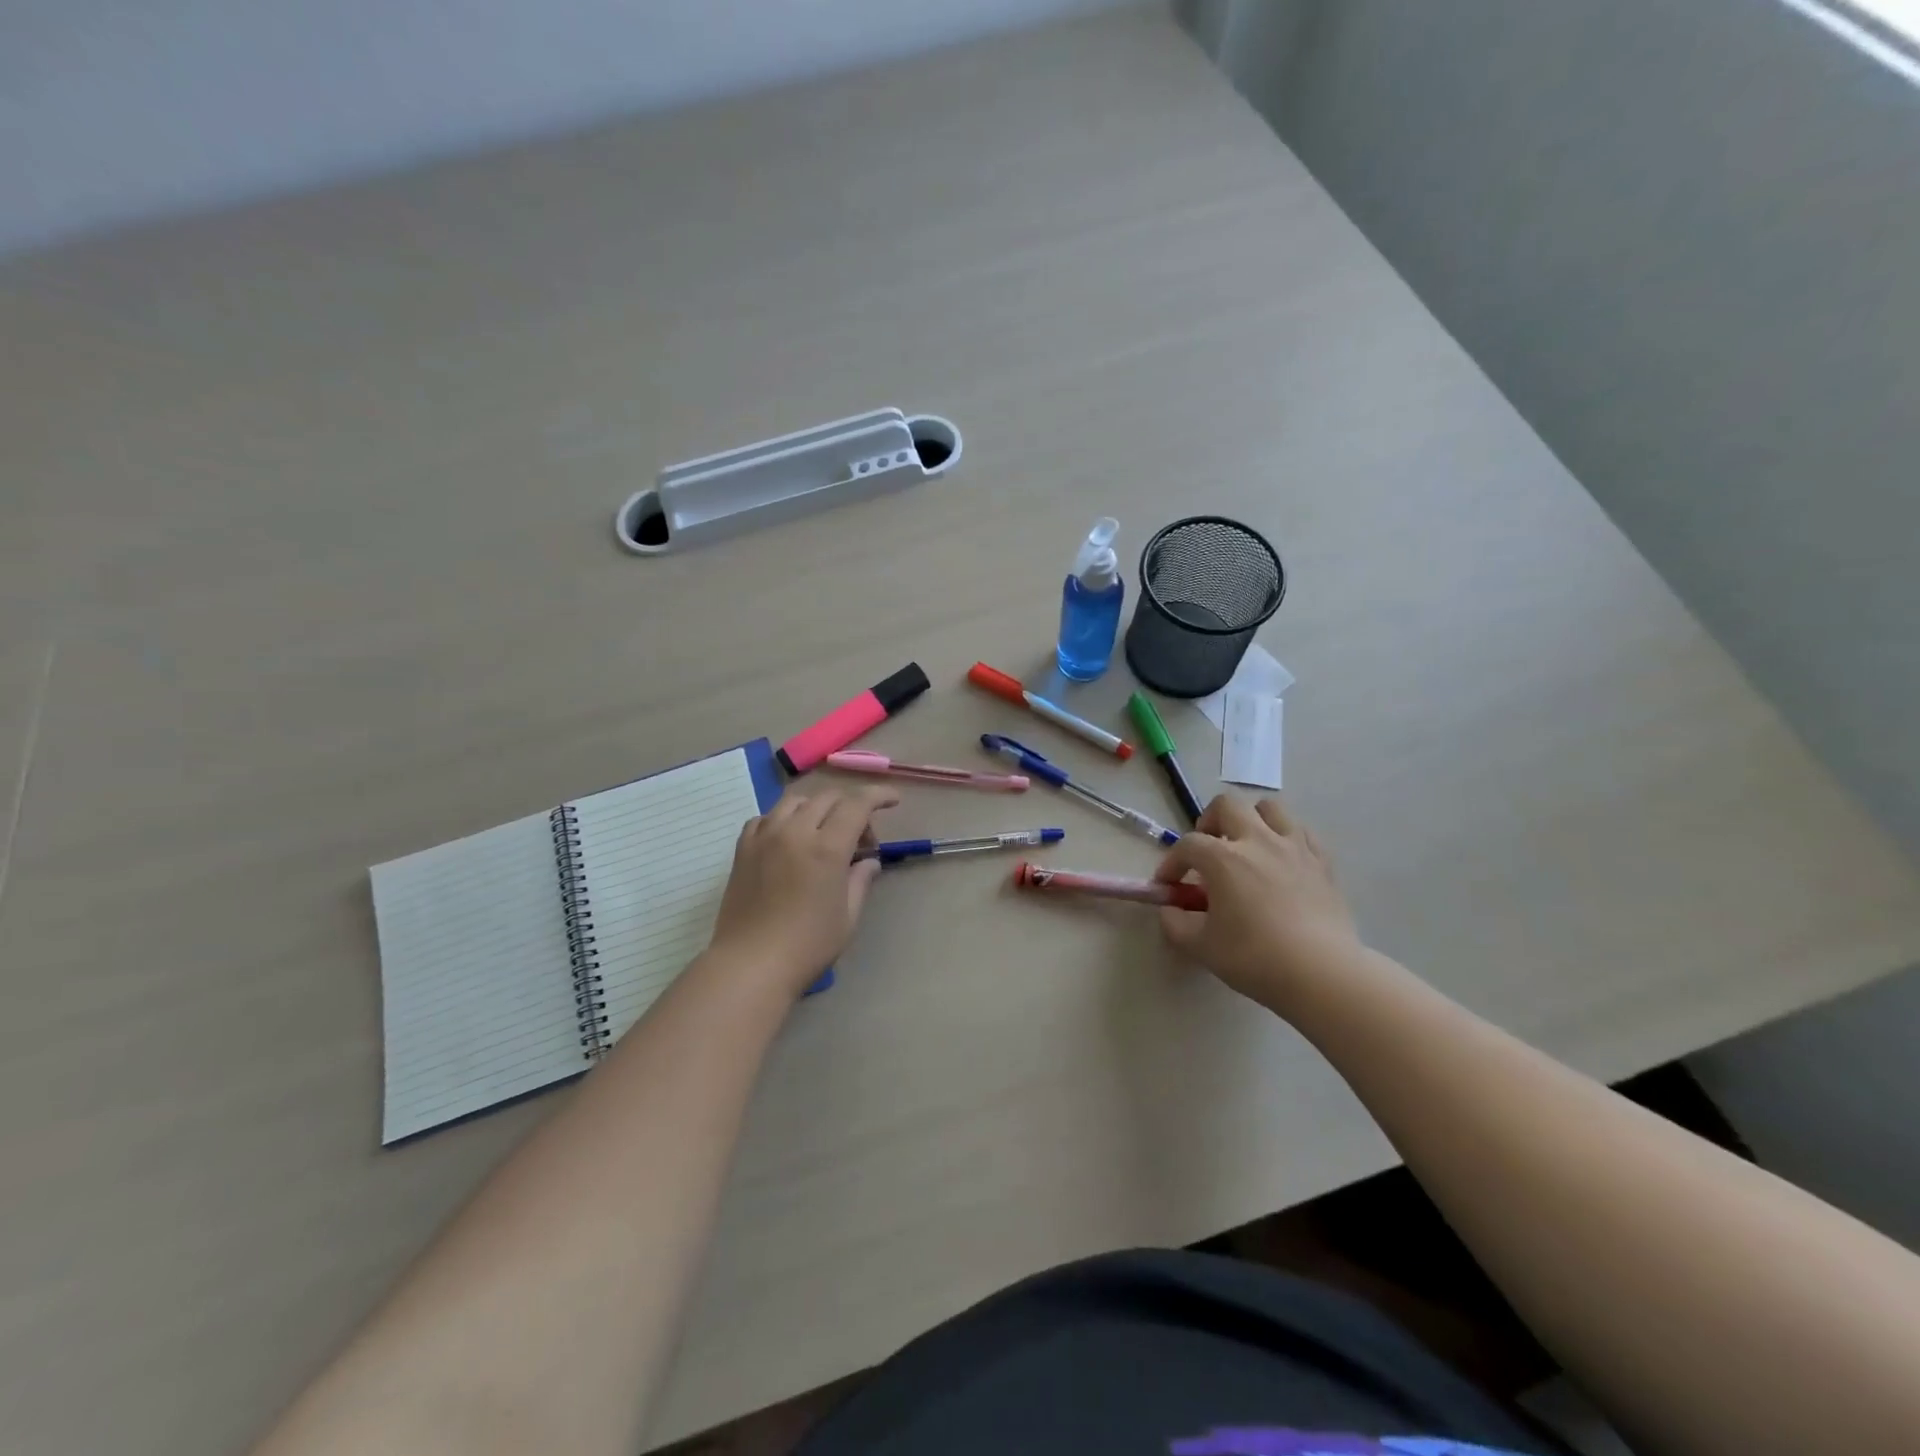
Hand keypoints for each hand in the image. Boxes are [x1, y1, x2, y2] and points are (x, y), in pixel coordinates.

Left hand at [707, 785, 898, 997]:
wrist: (750, 965)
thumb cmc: (807, 946)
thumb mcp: (847, 916)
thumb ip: (860, 881)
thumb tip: (869, 862)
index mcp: (827, 848)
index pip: (857, 805)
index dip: (879, 796)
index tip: (893, 800)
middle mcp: (795, 832)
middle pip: (828, 798)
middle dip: (852, 807)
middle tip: (861, 838)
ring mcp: (765, 837)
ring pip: (795, 801)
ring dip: (818, 807)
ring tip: (824, 832)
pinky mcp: (743, 849)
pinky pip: (766, 817)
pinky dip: (784, 819)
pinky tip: (790, 839)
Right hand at [1153, 795, 1361, 1011]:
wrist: (1322, 974)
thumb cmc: (1255, 958)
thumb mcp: (1201, 946)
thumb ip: (1175, 923)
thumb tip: (1169, 909)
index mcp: (1223, 858)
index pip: (1187, 845)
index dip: (1171, 863)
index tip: (1168, 886)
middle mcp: (1257, 840)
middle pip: (1227, 805)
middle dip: (1209, 822)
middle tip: (1208, 850)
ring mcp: (1294, 847)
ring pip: (1269, 808)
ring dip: (1251, 820)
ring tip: (1246, 847)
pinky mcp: (1323, 862)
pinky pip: (1302, 832)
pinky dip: (1286, 838)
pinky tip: (1281, 861)